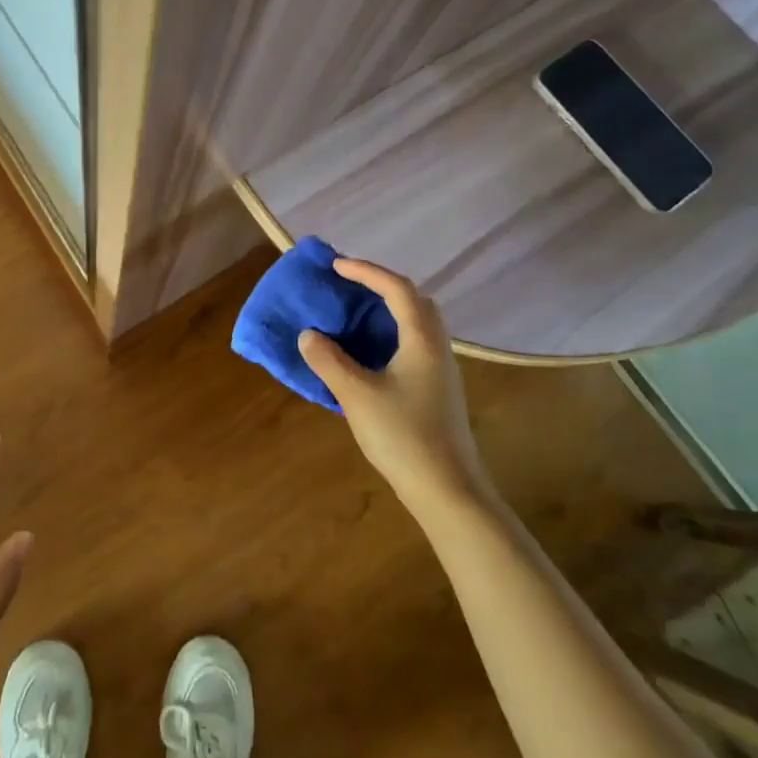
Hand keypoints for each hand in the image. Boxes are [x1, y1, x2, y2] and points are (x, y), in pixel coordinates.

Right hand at [299, 258, 490, 511]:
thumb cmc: (404, 436)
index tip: (336, 266)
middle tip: (350, 286)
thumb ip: (329, 361)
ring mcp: (441, 371)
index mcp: (422, 340)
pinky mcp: (438, 390)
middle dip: (382, 286)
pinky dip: (390, 334)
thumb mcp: (357, 396)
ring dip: (387, 311)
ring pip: (417, 324)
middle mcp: (437, 347)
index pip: (397, 289)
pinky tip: (368, 354)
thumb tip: (309, 335)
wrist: (448, 491)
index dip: (366, 272)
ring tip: (355, 314)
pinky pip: (414, 345)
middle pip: (415, 301)